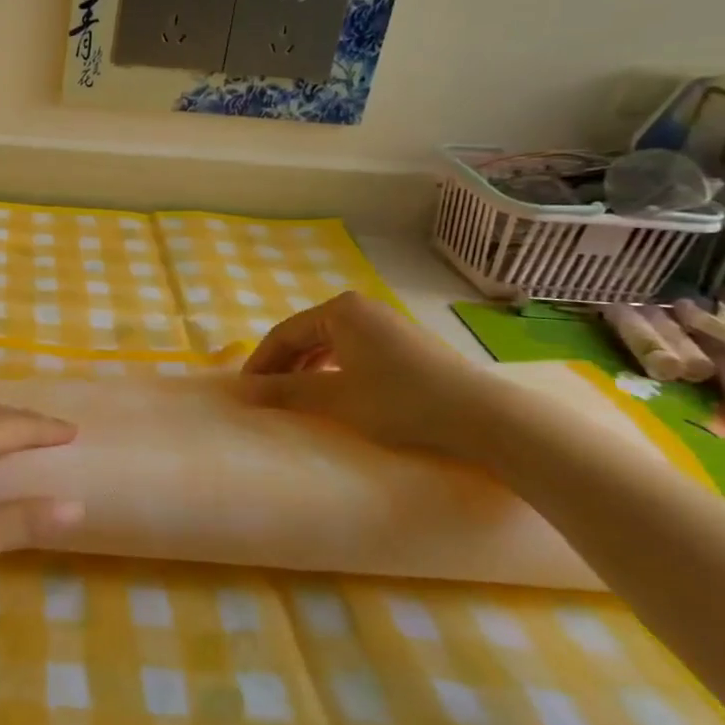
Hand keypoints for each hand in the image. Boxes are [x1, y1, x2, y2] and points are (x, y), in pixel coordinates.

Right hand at [237, 292, 497, 457]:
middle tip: (266, 395)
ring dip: (307, 368)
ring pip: (329, 343)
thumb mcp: (335, 398)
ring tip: (293, 395)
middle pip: (306, 335)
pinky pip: (352, 350)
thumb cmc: (400, 401)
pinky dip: (332, 369)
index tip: (244, 391)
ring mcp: (385, 323)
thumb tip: (242, 391)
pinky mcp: (403, 343)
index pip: (284, 334)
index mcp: (339, 310)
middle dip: (283, 365)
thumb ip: (285, 391)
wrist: (482, 417)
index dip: (261, 363)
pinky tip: (332, 390)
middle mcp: (360, 308)